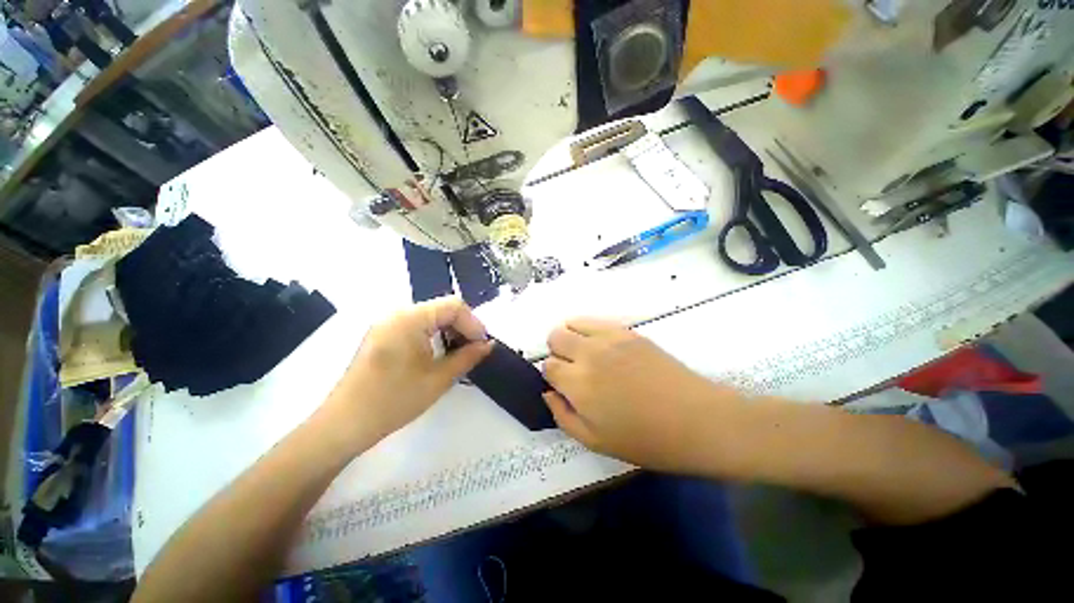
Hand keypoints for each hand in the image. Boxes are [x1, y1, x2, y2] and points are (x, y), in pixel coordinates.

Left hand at [324, 297, 492, 445]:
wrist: (344, 425)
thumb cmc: (394, 400)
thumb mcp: (438, 379)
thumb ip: (468, 357)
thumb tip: (488, 344)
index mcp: (410, 318)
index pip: (454, 306)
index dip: (474, 323)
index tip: (483, 345)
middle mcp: (397, 313)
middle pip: (442, 308)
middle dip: (463, 327)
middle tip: (474, 350)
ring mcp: (387, 323)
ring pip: (431, 316)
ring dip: (450, 331)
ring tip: (460, 353)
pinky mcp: (382, 335)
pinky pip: (416, 326)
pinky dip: (434, 335)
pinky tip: (439, 354)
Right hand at [543, 318, 730, 472]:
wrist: (697, 419)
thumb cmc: (646, 439)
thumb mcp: (595, 442)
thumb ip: (563, 416)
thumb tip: (549, 392)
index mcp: (579, 384)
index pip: (548, 366)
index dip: (553, 376)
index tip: (565, 386)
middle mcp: (589, 354)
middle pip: (555, 337)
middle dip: (557, 352)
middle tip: (573, 370)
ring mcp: (610, 338)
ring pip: (572, 323)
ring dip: (571, 338)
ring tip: (587, 356)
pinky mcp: (628, 331)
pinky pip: (596, 321)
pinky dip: (589, 330)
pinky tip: (603, 347)